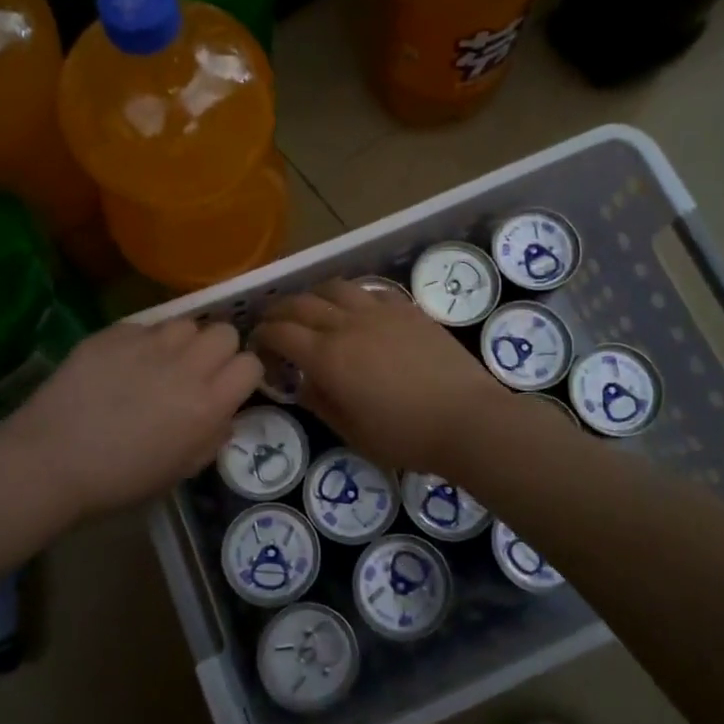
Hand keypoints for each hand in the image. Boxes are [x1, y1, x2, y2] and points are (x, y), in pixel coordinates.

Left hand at [0, 319, 262, 519]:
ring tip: (160, 362)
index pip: (250, 365)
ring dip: (182, 342)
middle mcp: (186, 366)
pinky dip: (142, 342)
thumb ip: (211, 439)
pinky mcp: (115, 333)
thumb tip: (223, 415)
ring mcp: (149, 344)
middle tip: (196, 372)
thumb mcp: (179, 472)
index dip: (242, 376)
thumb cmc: (118, 480)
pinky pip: (145, 326)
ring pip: (186, 323)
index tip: (227, 387)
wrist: (50, 461)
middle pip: (224, 333)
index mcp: (207, 405)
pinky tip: (122, 364)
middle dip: (218, 350)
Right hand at [253, 281, 512, 472]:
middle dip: (279, 309)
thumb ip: (321, 403)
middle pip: (301, 303)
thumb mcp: (353, 433)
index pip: (281, 333)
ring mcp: (379, 312)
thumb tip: (303, 384)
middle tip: (272, 321)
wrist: (467, 419)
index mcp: (327, 357)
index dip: (263, 335)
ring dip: (314, 295)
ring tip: (311, 308)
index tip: (257, 343)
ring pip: (335, 288)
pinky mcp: (407, 309)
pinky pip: (369, 291)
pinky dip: (352, 296)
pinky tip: (355, 309)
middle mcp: (347, 325)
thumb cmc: (406, 436)